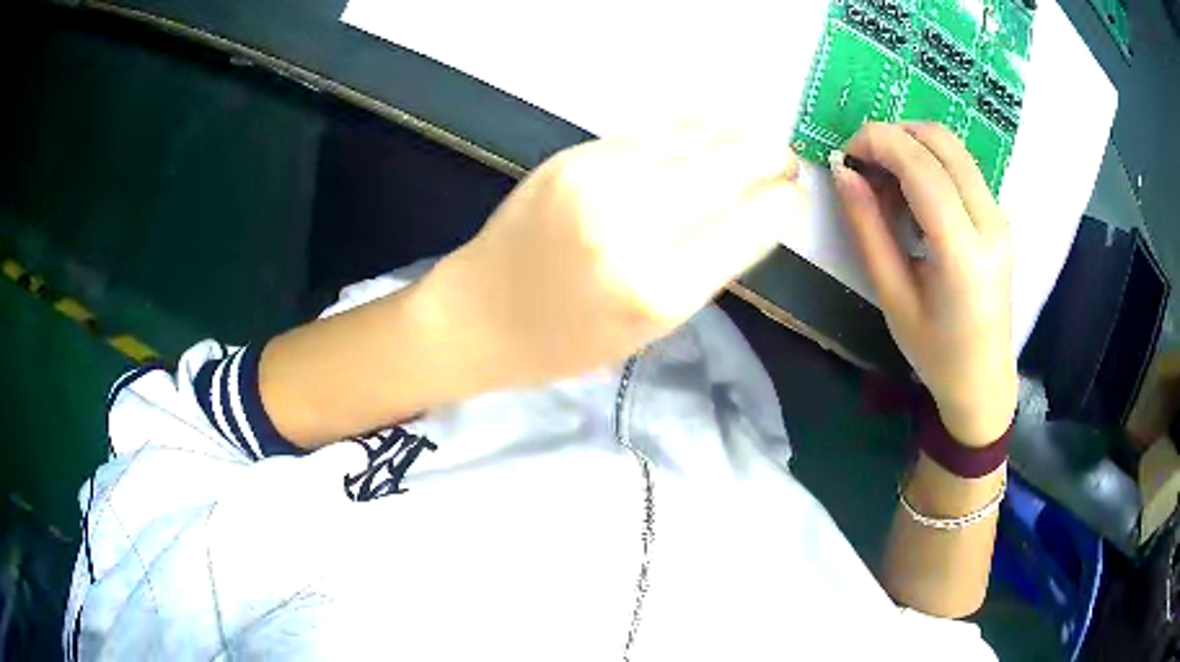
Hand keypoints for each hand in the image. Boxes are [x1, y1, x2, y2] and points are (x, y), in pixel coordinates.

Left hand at [421, 128, 802, 387]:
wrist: (479, 313)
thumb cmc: (567, 341)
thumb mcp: (651, 327)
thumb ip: (709, 266)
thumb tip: (759, 208)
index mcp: (658, 288)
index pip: (749, 223)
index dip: (781, 202)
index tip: (793, 194)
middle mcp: (631, 223)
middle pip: (727, 168)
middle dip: (769, 157)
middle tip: (786, 158)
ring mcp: (596, 178)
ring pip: (692, 138)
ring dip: (734, 135)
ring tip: (756, 140)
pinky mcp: (572, 155)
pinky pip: (651, 132)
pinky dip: (690, 129)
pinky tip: (709, 130)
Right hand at [833, 123, 1016, 446]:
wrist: (984, 380)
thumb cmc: (935, 352)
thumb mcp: (892, 297)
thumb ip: (868, 229)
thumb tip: (843, 172)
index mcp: (964, 254)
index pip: (923, 168)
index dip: (878, 143)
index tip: (846, 153)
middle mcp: (991, 224)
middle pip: (942, 142)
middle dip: (893, 135)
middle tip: (863, 163)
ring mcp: (1000, 216)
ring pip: (953, 147)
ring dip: (911, 146)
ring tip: (885, 183)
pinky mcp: (999, 216)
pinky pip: (961, 166)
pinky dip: (928, 162)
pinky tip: (911, 196)